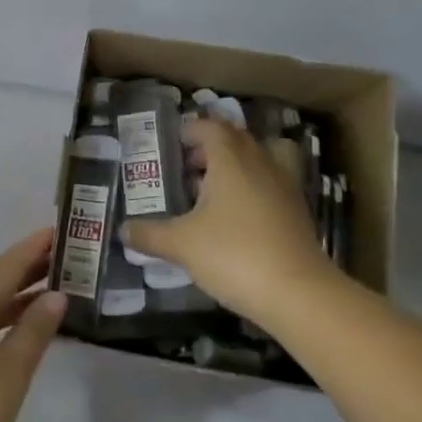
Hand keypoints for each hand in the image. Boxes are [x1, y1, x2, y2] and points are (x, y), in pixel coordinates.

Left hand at [0, 230, 66, 421]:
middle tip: (63, 263)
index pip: (7, 264)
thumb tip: (55, 295)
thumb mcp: (10, 373)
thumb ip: (34, 330)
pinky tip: (10, 334)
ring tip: (45, 297)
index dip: (34, 248)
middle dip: (26, 271)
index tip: (59, 231)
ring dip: (11, 298)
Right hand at [123, 117, 337, 324]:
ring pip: (261, 158)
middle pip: (237, 138)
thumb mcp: (181, 245)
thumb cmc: (234, 255)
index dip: (191, 130)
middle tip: (188, 168)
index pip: (211, 127)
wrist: (299, 294)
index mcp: (231, 160)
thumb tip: (123, 230)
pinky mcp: (298, 212)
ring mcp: (285, 187)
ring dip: (238, 165)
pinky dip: (255, 189)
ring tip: (216, 189)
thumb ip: (150, 234)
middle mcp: (261, 163)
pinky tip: (238, 217)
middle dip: (211, 147)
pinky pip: (274, 184)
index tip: (172, 144)